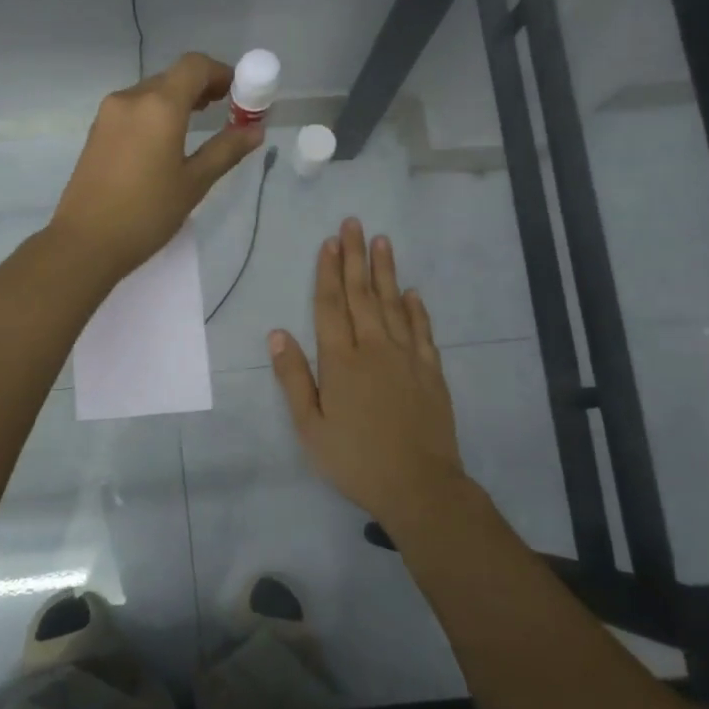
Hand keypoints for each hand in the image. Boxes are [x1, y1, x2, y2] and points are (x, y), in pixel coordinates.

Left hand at [49, 53, 262, 285]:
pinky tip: (164, 143)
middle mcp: (131, 99)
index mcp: (159, 106)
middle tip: (224, 112)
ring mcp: (108, 114)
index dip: (221, 72)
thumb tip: (255, 130)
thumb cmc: (146, 213)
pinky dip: (154, 115)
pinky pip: (132, 110)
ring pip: (150, 93)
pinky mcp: (96, 132)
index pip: (195, 66)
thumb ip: (226, 150)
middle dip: (201, 87)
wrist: (85, 242)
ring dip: (176, 101)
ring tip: (196, 127)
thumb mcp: (194, 183)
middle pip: (172, 77)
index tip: (238, 93)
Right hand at [270, 219, 469, 534]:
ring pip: (394, 304)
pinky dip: (416, 308)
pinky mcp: (431, 371)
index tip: (329, 242)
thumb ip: (293, 378)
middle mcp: (374, 348)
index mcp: (341, 361)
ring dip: (386, 271)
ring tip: (382, 241)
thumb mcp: (310, 426)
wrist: (419, 485)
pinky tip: (412, 292)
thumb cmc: (355, 459)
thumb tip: (277, 333)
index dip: (328, 272)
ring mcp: (407, 357)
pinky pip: (422, 330)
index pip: (331, 306)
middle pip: (362, 295)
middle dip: (355, 257)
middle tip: (353, 223)